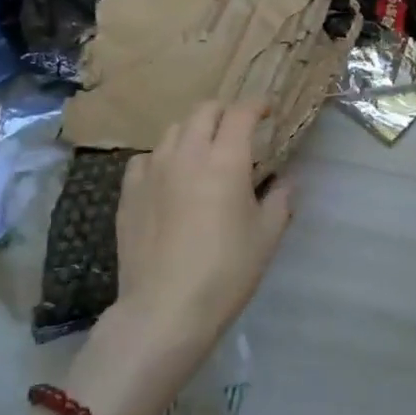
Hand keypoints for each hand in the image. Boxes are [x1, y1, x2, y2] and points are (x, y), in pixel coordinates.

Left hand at [112, 101, 294, 363]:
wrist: (164, 310)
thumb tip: (286, 180)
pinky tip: (167, 177)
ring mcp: (153, 170)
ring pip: (173, 130)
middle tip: (236, 129)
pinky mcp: (129, 191)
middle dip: (224, 112)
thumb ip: (280, 200)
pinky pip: (145, 158)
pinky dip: (162, 158)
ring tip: (202, 152)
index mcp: (226, 159)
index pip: (241, 112)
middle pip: (204, 110)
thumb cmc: (226, 272)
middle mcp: (187, 153)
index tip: (268, 110)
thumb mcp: (267, 236)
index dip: (257, 104)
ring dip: (192, 132)